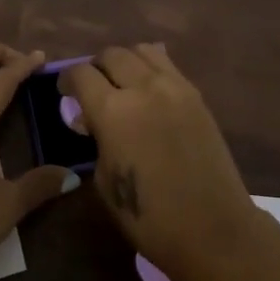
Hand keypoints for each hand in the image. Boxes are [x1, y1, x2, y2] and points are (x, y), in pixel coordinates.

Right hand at [60, 44, 261, 280]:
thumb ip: (96, 140)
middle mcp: (142, 88)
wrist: (213, 229)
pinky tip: (149, 92)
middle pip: (111, 54)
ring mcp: (173, 87)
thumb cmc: (150, 218)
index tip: (65, 92)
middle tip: (93, 89)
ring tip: (123, 84)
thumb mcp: (105, 181)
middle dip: (96, 68)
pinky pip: (166, 65)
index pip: (81, 74)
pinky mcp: (195, 94)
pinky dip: (151, 69)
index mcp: (113, 111)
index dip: (68, 80)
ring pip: (141, 51)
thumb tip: (91, 121)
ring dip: (125, 62)